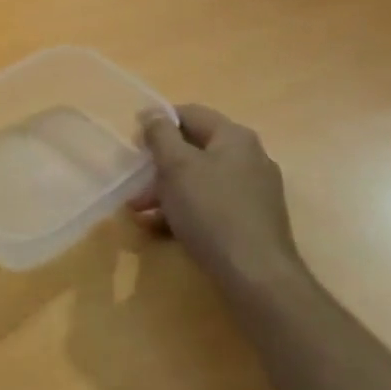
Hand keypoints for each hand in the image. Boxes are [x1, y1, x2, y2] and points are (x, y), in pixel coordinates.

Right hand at [135, 104, 301, 289]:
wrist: (256, 276)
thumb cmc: (211, 210)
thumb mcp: (176, 166)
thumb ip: (160, 134)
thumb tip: (152, 113)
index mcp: (234, 137)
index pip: (190, 114)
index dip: (158, 124)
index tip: (134, 144)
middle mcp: (249, 158)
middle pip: (193, 149)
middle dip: (158, 166)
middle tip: (134, 183)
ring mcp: (253, 192)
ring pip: (199, 180)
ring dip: (166, 191)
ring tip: (139, 212)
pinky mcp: (251, 221)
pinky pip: (210, 205)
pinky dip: (184, 211)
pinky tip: (159, 228)